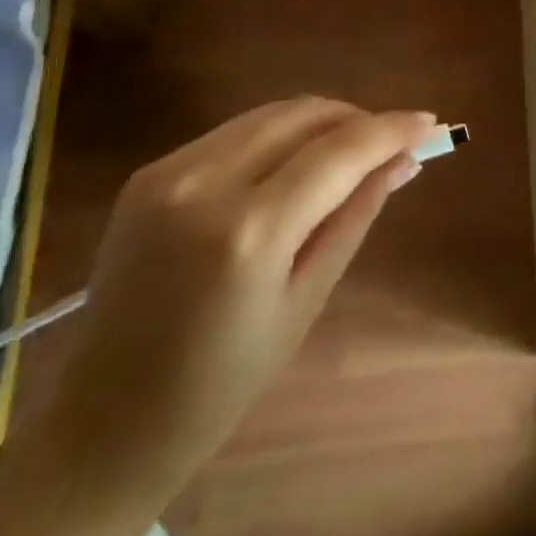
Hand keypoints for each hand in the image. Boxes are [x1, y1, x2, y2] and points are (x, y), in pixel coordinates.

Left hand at [37, 97, 434, 498]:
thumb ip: (355, 217)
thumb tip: (404, 161)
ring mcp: (169, 171)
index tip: (429, 122)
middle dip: (356, 118)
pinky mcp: (150, 171)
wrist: (106, 421)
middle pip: (304, 115)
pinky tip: (291, 164)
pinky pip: (233, 132)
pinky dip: (275, 135)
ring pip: (270, 114)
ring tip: (348, 149)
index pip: (339, 152)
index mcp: (249, 232)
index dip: (390, 129)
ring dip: (318, 121)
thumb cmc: (221, 383)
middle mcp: (205, 183)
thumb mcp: (304, 301)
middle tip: (390, 140)